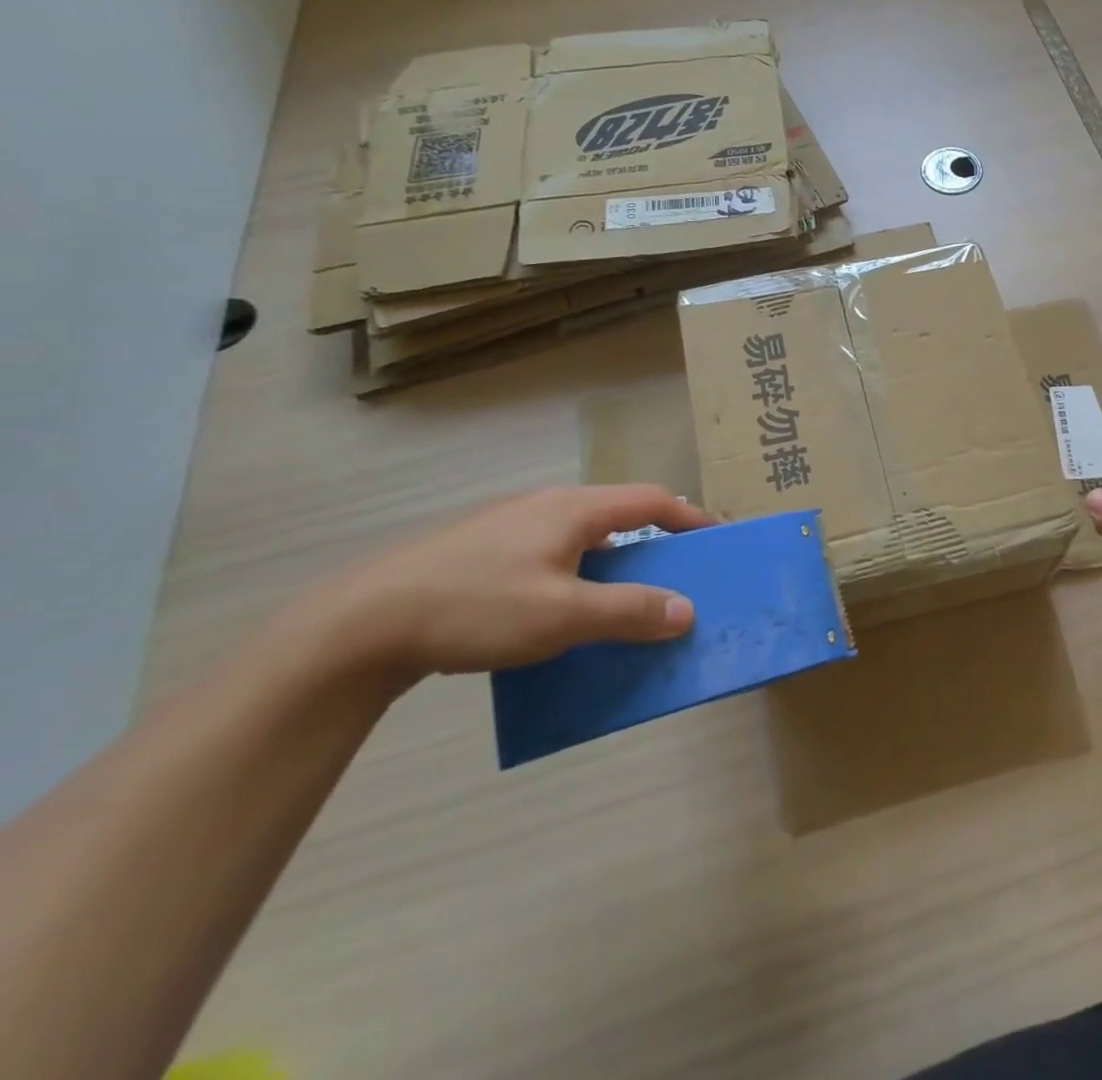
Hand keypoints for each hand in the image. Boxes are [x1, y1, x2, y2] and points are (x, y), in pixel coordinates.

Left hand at [285, 486, 717, 684]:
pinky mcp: (480, 550)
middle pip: (618, 515)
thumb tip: (686, 611)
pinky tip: (559, 612)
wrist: (360, 623)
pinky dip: (577, 575)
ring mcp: (509, 526)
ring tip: (623, 600)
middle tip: (675, 576)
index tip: (717, 540)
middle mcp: (546, 506)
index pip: (651, 501)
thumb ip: (629, 612)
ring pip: (582, 537)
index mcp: (574, 509)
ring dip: (613, 563)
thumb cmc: (477, 607)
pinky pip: (550, 554)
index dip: (690, 517)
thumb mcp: (563, 616)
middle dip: (654, 542)